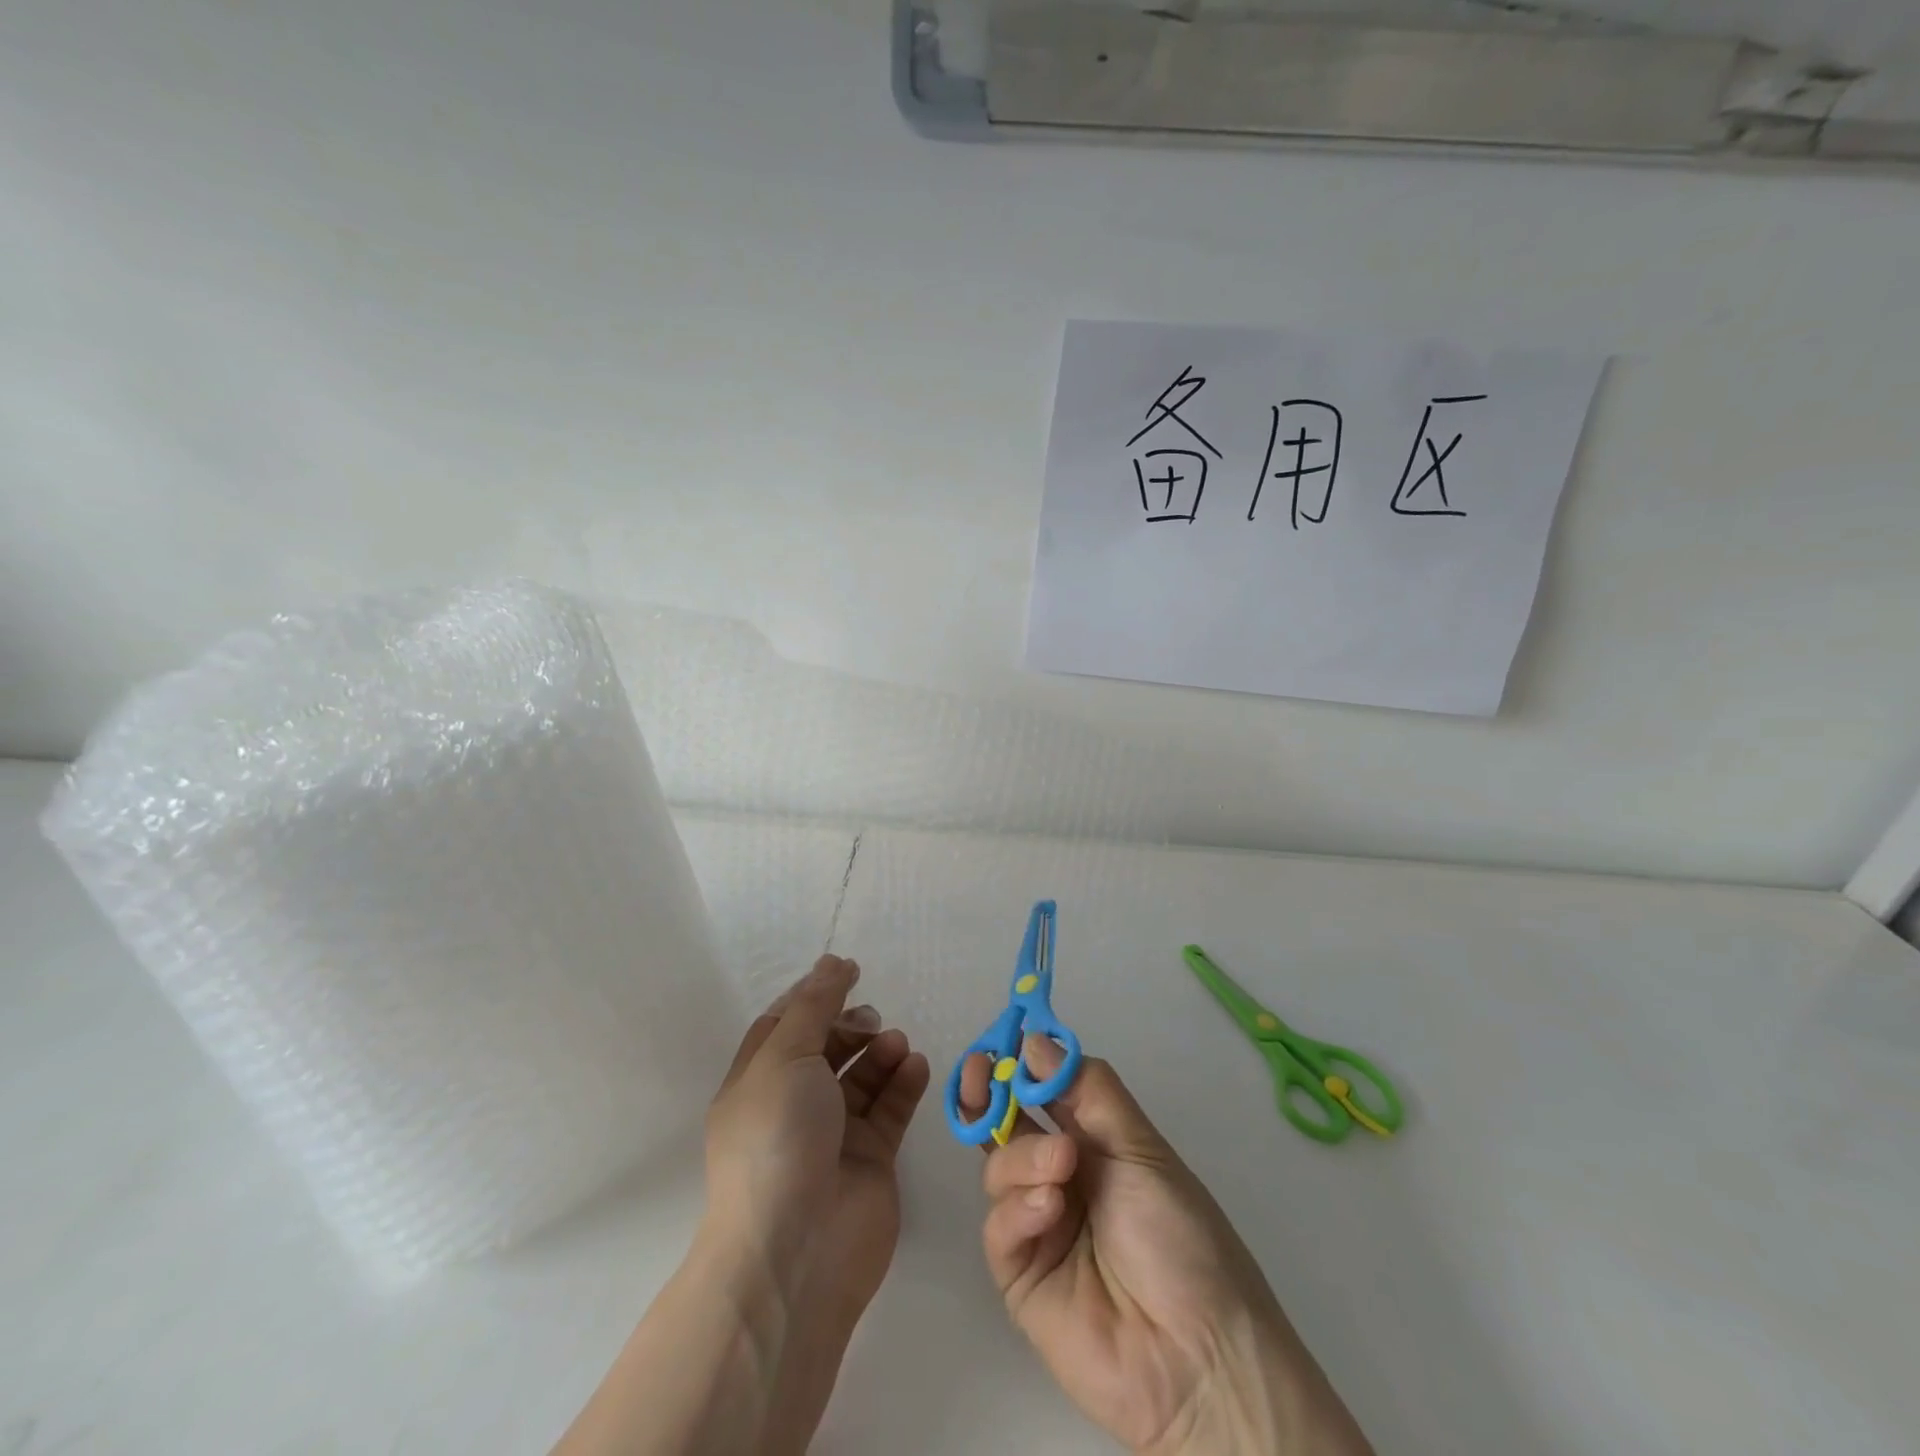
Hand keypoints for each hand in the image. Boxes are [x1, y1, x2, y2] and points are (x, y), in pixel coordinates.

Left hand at [554, 955, 928, 1455]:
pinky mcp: (870, 1159)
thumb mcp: (786, 1056)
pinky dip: (903, 1083)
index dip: (814, 995)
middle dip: (851, 1026)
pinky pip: (890, 1108)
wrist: (796, 1252)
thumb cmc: (777, 1139)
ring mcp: (833, 1135)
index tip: (849, 972)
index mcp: (758, 1081)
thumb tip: (832, 960)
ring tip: (897, 1044)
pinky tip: (916, 1066)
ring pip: (862, 1077)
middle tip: (873, 1021)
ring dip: (881, 1052)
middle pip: (826, 1048)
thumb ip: (814, 1005)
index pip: (785, 1025)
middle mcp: (793, 1105)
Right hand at [962, 1039, 1372, 1455]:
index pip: (1044, 1091)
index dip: (1019, 1065)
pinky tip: (1049, 1211)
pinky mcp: (1020, 1273)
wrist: (1197, 1357)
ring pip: (1000, 1167)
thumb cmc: (1179, 1235)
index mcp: (1094, 1142)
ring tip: (1061, 1167)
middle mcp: (1060, 1176)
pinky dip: (1018, 1208)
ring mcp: (1037, 1224)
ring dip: (1024, 1156)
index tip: (1001, 1040)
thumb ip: (1087, 1090)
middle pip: (1008, 1125)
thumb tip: (1036, 1040)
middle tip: (982, 1076)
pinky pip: (999, 1225)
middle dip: (989, 1095)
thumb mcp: (1141, 1147)